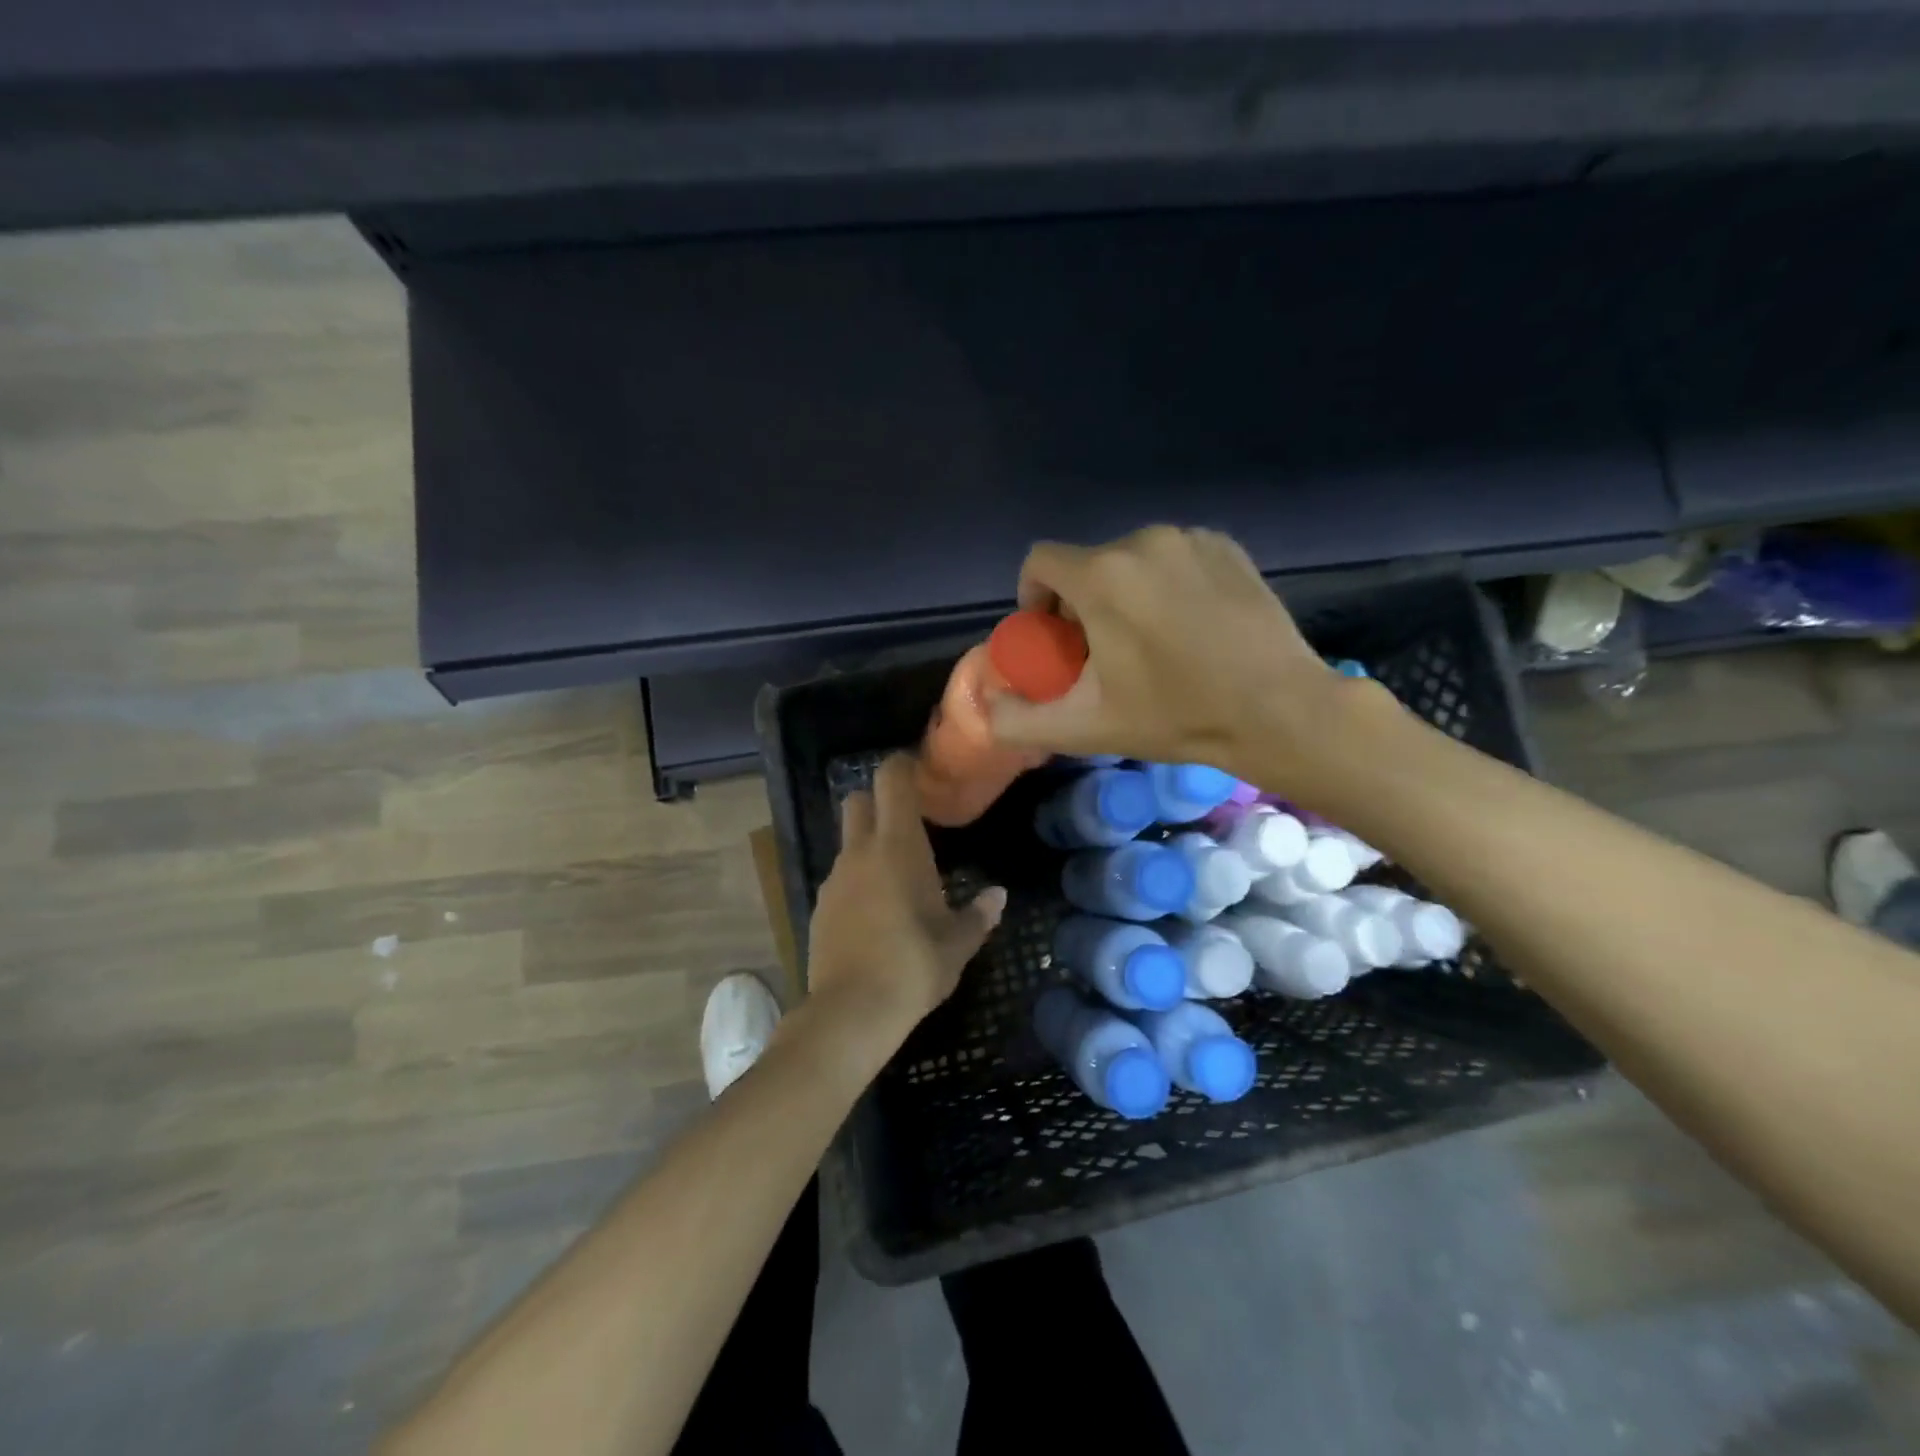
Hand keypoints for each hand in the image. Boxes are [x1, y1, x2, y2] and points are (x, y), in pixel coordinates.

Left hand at [806, 754, 1006, 1040]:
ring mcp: (834, 878)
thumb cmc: (914, 966)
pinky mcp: (819, 906)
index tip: (921, 774)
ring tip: (898, 879)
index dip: (903, 766)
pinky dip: (857, 880)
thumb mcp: (957, 944)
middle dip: (878, 801)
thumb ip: (978, 915)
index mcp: (897, 846)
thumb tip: (997, 896)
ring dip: (869, 846)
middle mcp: (860, 851)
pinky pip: (840, 877)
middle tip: (908, 825)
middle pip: (857, 800)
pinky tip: (876, 914)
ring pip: (848, 842)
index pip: (891, 780)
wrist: (850, 1012)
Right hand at [988, 526, 1358, 784]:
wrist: (1278, 710)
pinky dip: (1166, 583)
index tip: (1053, 637)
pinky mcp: (1228, 546)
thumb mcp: (1085, 728)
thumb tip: (986, 707)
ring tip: (1148, 640)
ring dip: (1124, 592)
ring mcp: (1191, 538)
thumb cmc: (1176, 716)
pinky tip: (1188, 624)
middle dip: (1081, 602)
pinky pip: (1174, 556)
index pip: (1039, 561)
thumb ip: (1019, 721)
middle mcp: (1143, 541)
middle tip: (1101, 652)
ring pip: (1131, 559)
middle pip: (1087, 563)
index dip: (1034, 598)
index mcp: (1102, 576)